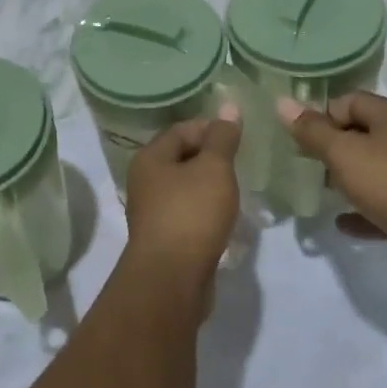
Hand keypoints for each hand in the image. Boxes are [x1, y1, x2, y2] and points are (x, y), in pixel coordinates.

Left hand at [123, 109, 241, 298]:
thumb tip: (229, 107)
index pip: (182, 129)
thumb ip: (223, 138)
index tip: (239, 137)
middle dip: (212, 158)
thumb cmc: (191, 214)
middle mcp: (144, 180)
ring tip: (237, 190)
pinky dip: (206, 212)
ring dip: (210, 187)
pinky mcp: (164, 238)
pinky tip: (226, 219)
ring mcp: (152, 211)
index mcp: (150, 157)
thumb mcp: (214, 168)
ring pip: (185, 188)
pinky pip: (187, 214)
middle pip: (181, 157)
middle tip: (241, 163)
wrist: (171, 280)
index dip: (211, 128)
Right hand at [278, 92, 386, 287]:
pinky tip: (342, 222)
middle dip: (332, 148)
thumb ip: (311, 130)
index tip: (301, 140)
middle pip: (361, 133)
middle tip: (308, 165)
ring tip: (322, 192)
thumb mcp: (342, 152)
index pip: (349, 102)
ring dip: (347, 179)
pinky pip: (383, 203)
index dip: (322, 116)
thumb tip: (282, 102)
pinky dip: (363, 210)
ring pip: (373, 169)